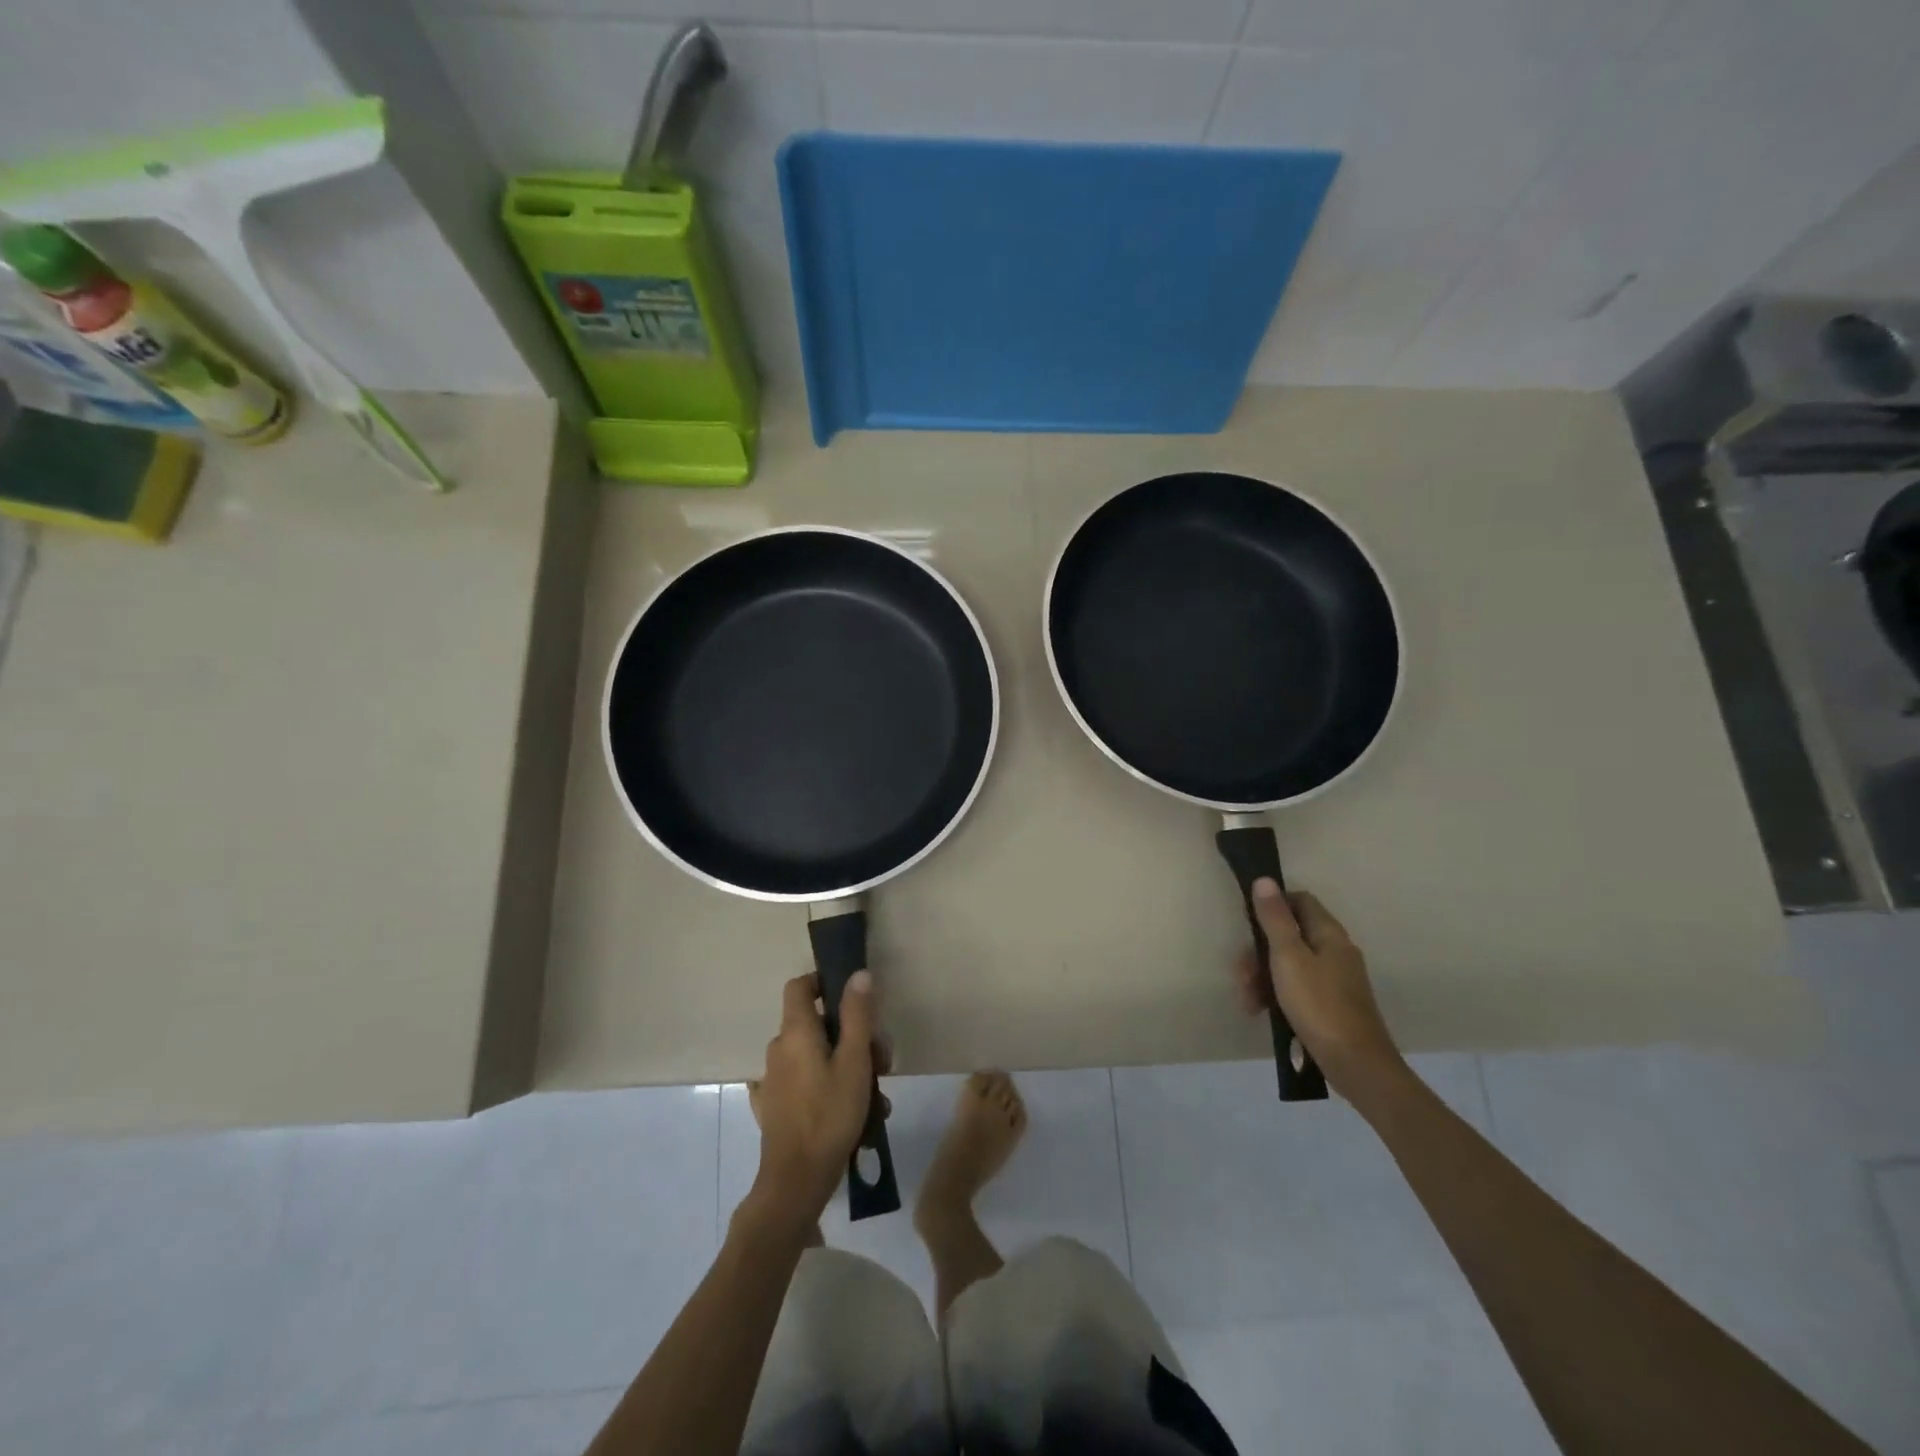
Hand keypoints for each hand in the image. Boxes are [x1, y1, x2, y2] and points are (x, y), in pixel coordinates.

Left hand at [746, 971, 883, 1226]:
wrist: (795, 1182)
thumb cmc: (829, 1115)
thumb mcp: (854, 1062)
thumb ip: (858, 1015)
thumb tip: (858, 974)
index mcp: (796, 1032)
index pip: (800, 986)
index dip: (824, 983)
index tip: (853, 999)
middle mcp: (780, 1048)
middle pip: (817, 1024)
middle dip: (853, 1036)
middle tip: (881, 1063)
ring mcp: (774, 1079)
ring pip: (817, 1056)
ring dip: (848, 1067)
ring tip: (876, 1098)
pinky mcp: (775, 1106)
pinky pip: (806, 1082)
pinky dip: (829, 1087)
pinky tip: (852, 1113)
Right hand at [1233, 880, 1404, 1096]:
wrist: (1356, 1065)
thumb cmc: (1319, 1005)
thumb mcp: (1288, 958)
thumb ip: (1275, 919)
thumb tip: (1265, 880)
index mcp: (1329, 935)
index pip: (1300, 900)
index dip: (1272, 904)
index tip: (1248, 922)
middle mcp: (1336, 951)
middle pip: (1290, 935)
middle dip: (1260, 950)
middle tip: (1242, 973)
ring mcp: (1336, 979)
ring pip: (1290, 964)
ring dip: (1263, 976)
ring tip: (1248, 1000)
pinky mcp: (1331, 1004)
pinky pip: (1298, 988)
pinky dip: (1277, 994)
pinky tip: (1262, 1011)